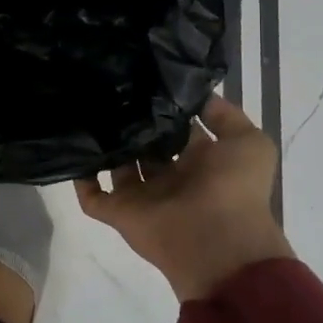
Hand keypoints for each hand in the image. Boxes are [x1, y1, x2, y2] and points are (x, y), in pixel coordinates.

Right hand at [75, 95, 293, 301]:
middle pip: (142, 144)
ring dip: (103, 144)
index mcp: (198, 161)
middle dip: (130, 121)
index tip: (143, 79)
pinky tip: (72, 148)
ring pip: (116, 165)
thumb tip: (196, 95)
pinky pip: (92, 196)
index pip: (175, 128)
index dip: (163, 107)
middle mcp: (168, 176)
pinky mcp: (119, 212)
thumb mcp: (249, 142)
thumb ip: (226, 115)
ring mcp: (142, 195)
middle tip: (109, 90)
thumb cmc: (235, 189)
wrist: (219, 243)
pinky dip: (80, 179)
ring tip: (86, 109)